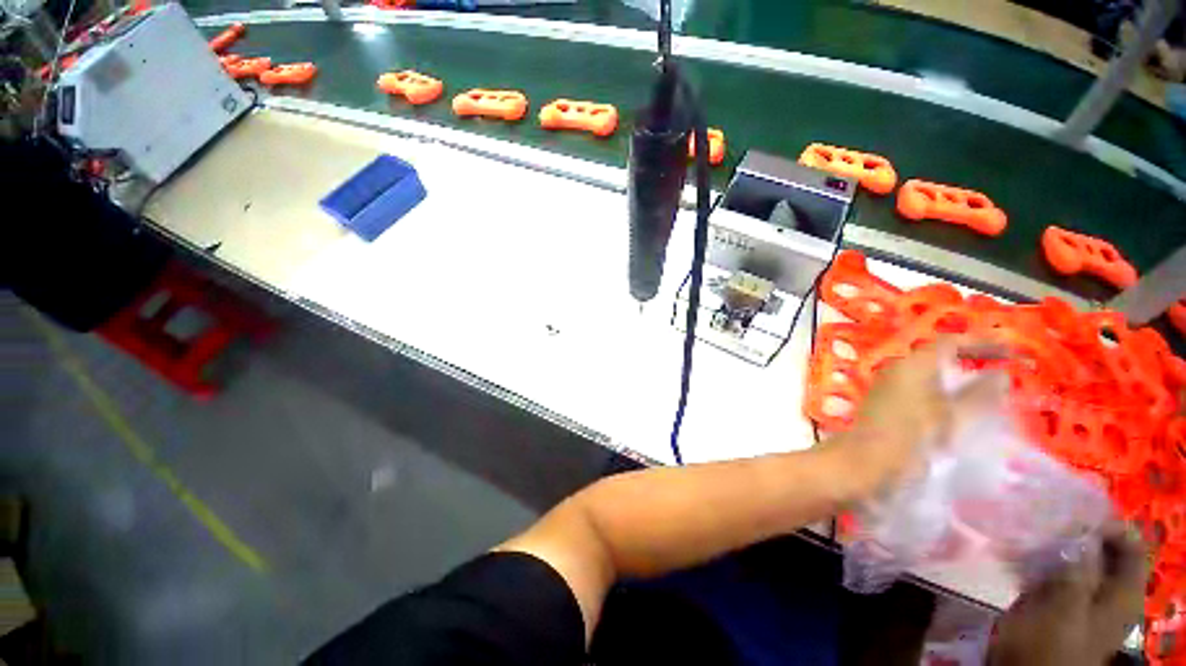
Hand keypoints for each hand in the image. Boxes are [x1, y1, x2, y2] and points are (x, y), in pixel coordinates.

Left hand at [826, 336, 1009, 496]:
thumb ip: (979, 396)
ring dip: (959, 385)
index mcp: (912, 366)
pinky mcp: (886, 407)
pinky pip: (922, 395)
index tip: (1013, 354)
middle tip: (1004, 378)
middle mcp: (897, 371)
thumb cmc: (908, 440)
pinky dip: (945, 400)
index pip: (949, 343)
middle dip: (972, 365)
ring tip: (990, 399)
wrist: (860, 464)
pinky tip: (961, 417)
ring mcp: (888, 389)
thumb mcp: (952, 419)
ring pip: (931, 379)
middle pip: (939, 359)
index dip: (982, 344)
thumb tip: (1000, 375)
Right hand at [989, 522, 1147, 665]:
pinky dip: (1040, 555)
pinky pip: (1055, 569)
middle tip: (1046, 516)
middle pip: (1103, 550)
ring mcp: (1080, 596)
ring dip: (1055, 542)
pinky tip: (1017, 549)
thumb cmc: (1049, 647)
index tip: (1074, 514)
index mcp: (1122, 595)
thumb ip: (1078, 573)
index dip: (1108, 526)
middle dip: (1077, 531)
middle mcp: (1107, 592)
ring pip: (1076, 558)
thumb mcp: (1064, 612)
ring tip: (1028, 527)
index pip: (1131, 547)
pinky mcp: (1056, 599)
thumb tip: (1081, 532)